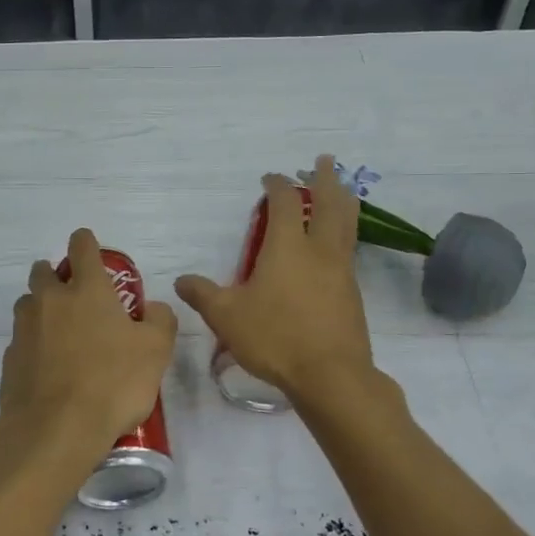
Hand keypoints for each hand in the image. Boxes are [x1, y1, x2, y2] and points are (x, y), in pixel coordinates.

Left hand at [0, 228, 178, 453]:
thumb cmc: (113, 382)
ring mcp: (24, 329)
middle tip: (73, 293)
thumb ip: (159, 320)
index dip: (86, 242)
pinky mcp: (10, 360)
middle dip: (55, 274)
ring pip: (27, 304)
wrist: (55, 429)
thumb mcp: (156, 351)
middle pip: (43, 271)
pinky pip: (21, 340)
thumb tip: (151, 308)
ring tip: (60, 332)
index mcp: (87, 290)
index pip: (82, 247)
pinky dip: (33, 345)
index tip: (87, 244)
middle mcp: (50, 301)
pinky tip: (48, 367)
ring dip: (41, 308)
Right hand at [176, 156, 374, 401]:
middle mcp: (319, 250)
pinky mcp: (352, 293)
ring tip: (343, 190)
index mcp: (287, 247)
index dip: (278, 185)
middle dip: (325, 179)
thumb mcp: (226, 316)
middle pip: (329, 203)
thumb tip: (181, 281)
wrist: (331, 375)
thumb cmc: (275, 338)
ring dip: (343, 201)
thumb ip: (203, 294)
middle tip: (324, 160)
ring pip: (347, 224)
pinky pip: (349, 250)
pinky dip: (345, 233)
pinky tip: (338, 244)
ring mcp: (341, 270)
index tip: (270, 178)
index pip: (285, 202)